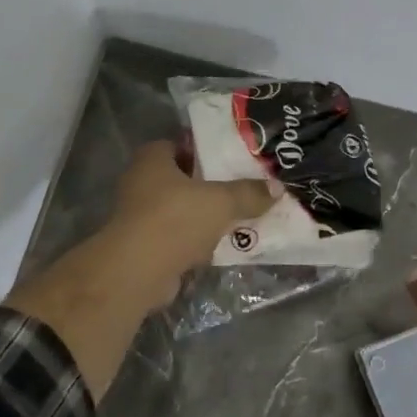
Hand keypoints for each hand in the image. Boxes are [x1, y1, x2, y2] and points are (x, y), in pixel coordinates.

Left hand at [109, 140, 275, 305]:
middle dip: (210, 186)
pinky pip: (179, 237)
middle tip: (243, 188)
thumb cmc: (175, 220)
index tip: (232, 159)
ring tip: (240, 217)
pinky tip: (223, 245)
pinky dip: (198, 241)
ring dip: (205, 216)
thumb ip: (249, 193)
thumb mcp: (221, 201)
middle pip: (183, 179)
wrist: (138, 271)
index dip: (205, 150)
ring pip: (182, 210)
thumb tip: (277, 187)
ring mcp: (140, 216)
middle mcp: (140, 182)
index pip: (180, 145)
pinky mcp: (146, 246)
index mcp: (152, 159)